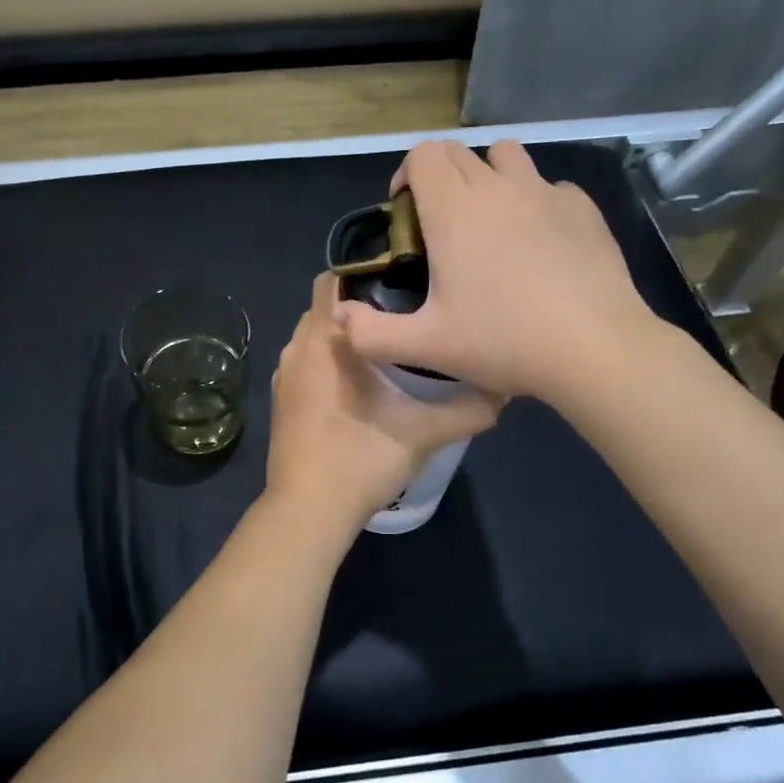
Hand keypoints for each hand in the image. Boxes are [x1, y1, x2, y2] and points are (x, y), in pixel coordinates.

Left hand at [266, 274, 501, 527]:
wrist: (308, 510)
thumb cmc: (362, 459)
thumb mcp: (424, 434)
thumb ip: (467, 409)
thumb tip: (504, 390)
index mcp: (325, 340)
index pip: (332, 280)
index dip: (363, 271)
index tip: (400, 278)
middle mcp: (297, 348)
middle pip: (324, 306)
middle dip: (357, 303)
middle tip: (402, 311)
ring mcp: (282, 375)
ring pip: (313, 336)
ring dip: (341, 335)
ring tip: (385, 345)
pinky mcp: (279, 400)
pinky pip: (304, 362)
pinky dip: (325, 360)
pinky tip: (356, 382)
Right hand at [335, 140, 665, 402]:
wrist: (595, 348)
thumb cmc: (503, 341)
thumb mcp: (426, 347)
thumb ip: (371, 333)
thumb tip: (339, 316)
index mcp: (454, 210)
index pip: (423, 154)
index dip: (408, 175)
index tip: (407, 213)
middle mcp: (497, 187)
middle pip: (458, 152)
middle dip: (440, 177)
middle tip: (441, 227)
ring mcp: (545, 193)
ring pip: (507, 156)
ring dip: (489, 176)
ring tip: (491, 222)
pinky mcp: (583, 208)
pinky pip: (549, 187)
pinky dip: (534, 202)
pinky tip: (540, 244)